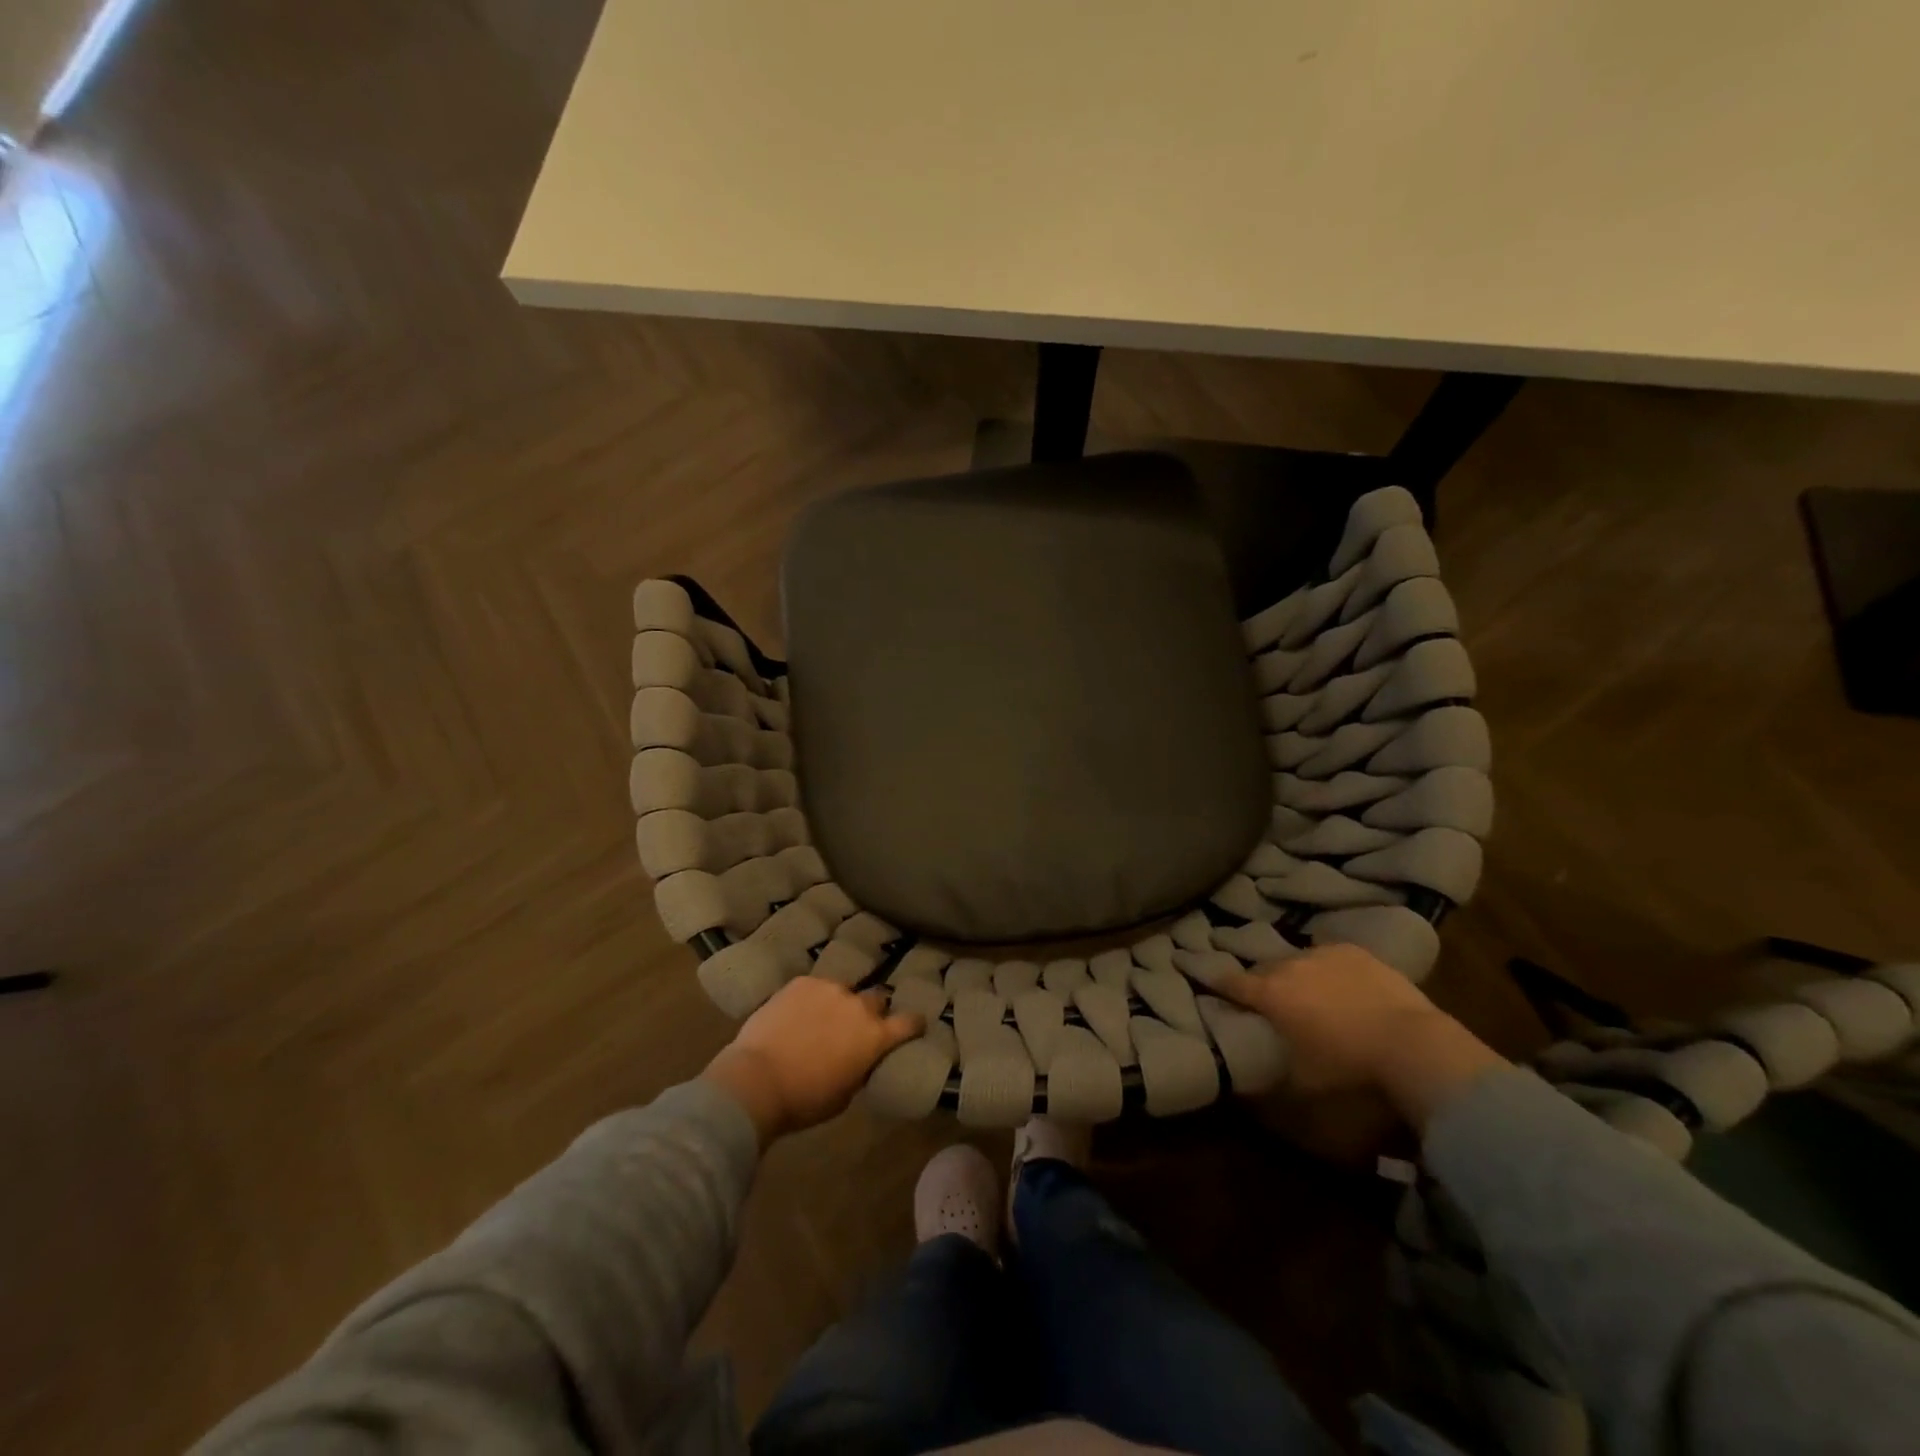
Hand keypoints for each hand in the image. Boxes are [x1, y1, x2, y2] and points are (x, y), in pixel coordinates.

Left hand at [701, 978, 923, 1145]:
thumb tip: (859, 1058)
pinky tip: (796, 1014)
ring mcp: (830, 989)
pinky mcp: (802, 982)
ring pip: (843, 991)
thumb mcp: (844, 1095)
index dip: (913, 1024)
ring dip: (838, 1005)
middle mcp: (858, 1005)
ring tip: (819, 1020)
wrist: (756, 1080)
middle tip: (854, 1028)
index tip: (914, 1026)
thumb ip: (860, 1068)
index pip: (909, 1022)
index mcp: (875, 1036)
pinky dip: (811, 1000)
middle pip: (876, 999)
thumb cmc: (804, 1100)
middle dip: (870, 1012)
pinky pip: (815, 988)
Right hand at [1217, 944, 1507, 1133]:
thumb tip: (1240, 1087)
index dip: (1213, 982)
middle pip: (1263, 969)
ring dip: (1295, 975)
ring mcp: (1325, 954)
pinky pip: (1330, 957)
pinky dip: (1328, 970)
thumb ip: (1264, 1086)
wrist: (1415, 1049)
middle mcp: (1290, 965)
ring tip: (1305, 993)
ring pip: (1297, 960)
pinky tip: (1339, 984)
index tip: (1200, 976)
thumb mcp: (1300, 1090)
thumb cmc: (1349, 1073)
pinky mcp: (1358, 953)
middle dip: (1259, 982)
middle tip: (1264, 1000)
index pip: (1229, 982)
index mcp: (1269, 994)